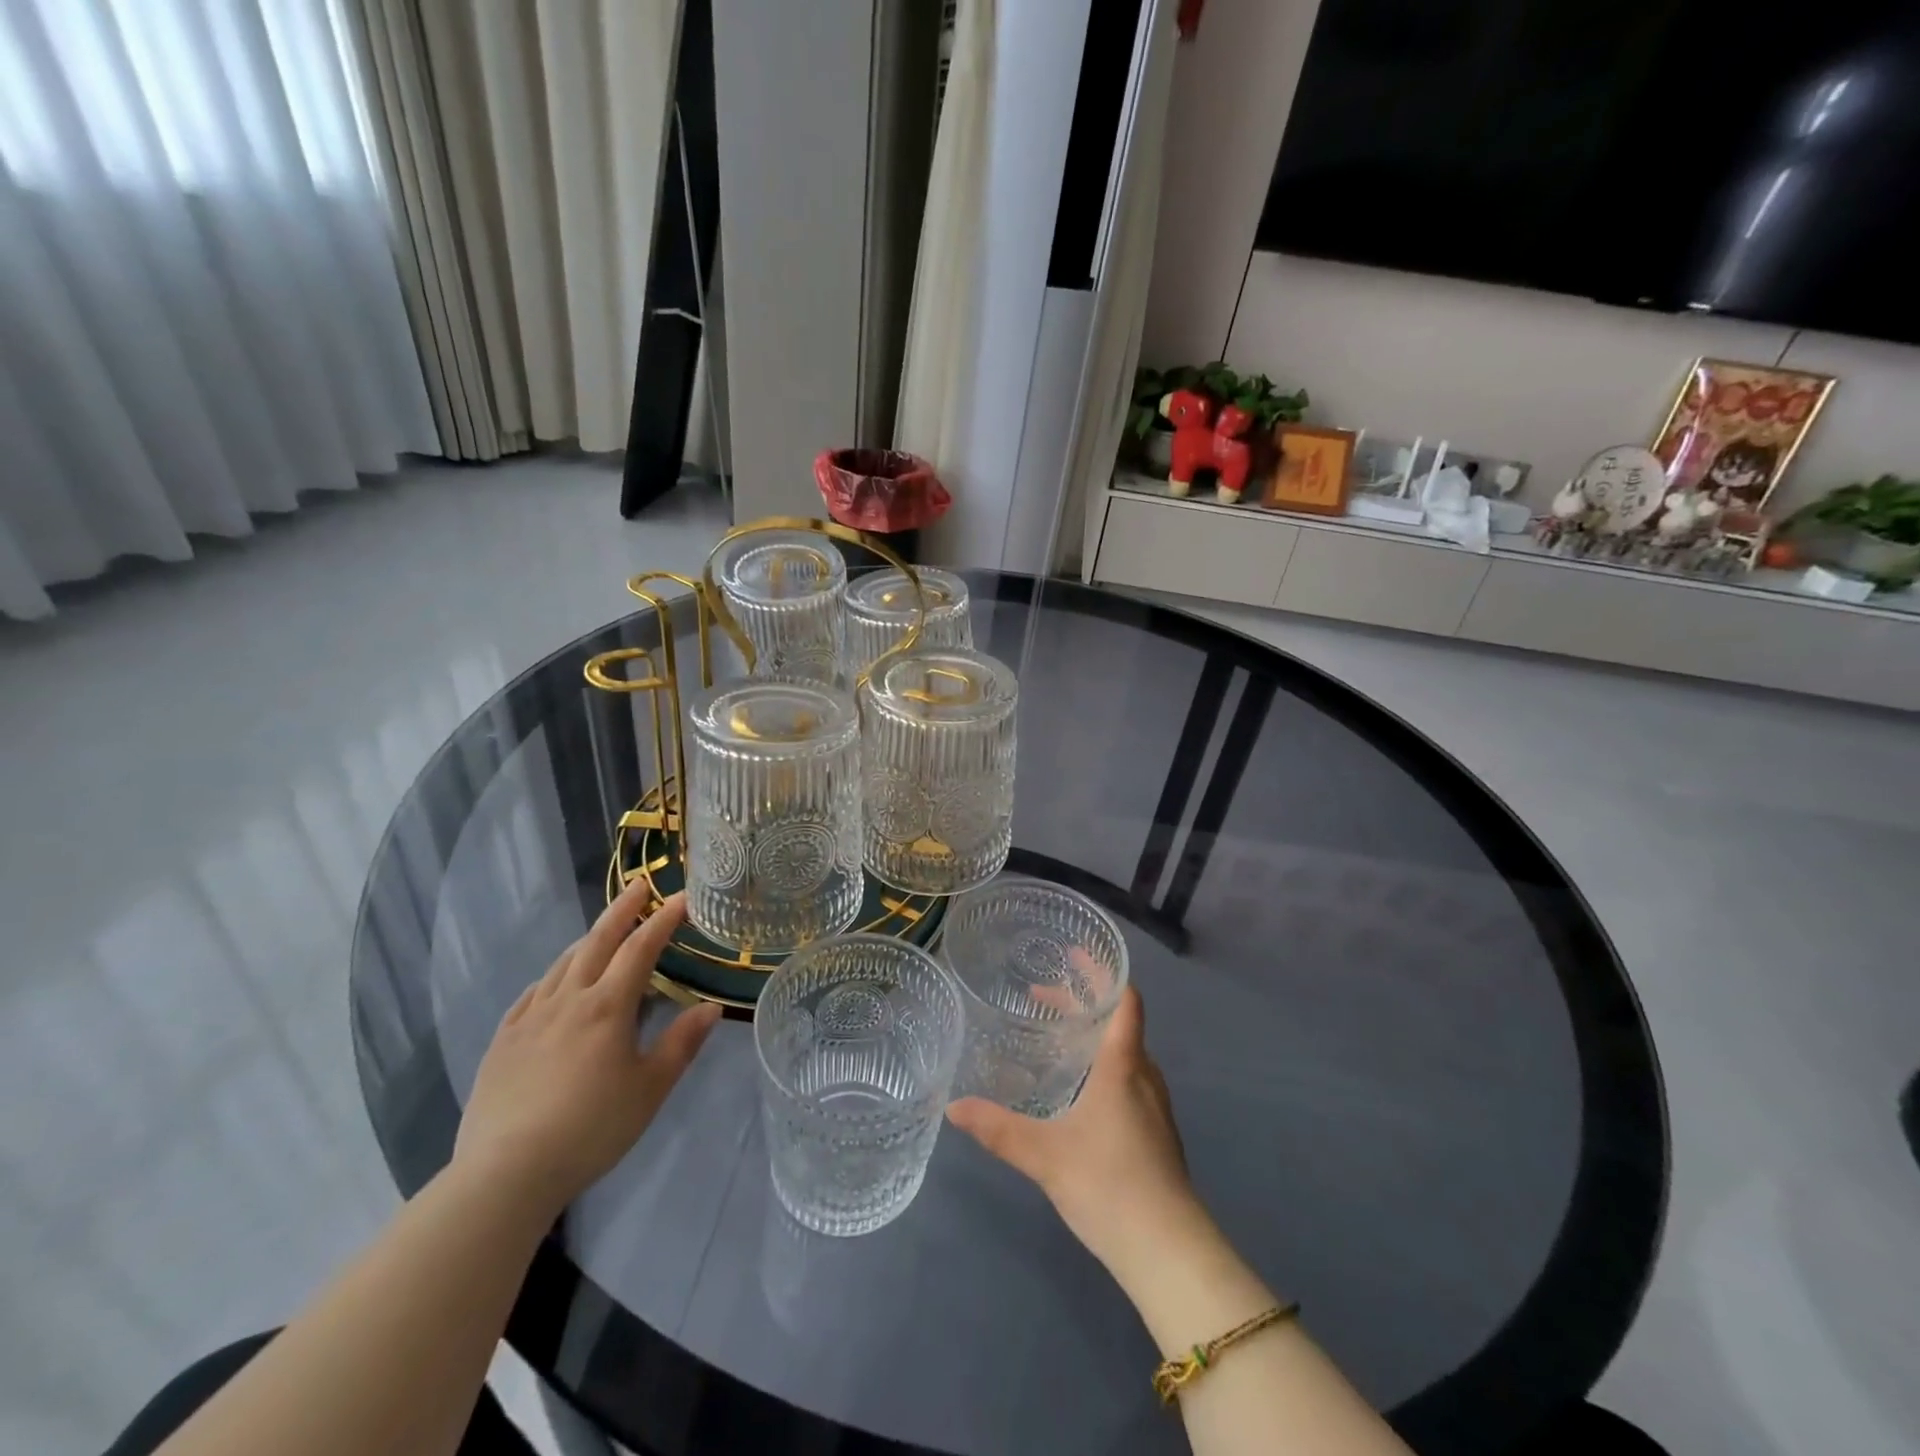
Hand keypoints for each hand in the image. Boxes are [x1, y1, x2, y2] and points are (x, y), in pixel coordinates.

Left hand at [454, 887, 720, 1212]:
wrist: (506, 1172)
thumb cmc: (591, 1128)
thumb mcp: (650, 1089)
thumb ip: (681, 1044)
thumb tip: (711, 1007)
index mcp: (608, 1006)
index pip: (640, 949)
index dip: (662, 920)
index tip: (681, 899)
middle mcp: (569, 999)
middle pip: (597, 942)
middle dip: (621, 910)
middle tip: (638, 885)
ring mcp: (530, 1018)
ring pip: (563, 964)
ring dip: (588, 939)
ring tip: (603, 930)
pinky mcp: (503, 1040)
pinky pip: (532, 993)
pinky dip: (552, 976)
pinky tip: (555, 983)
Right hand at [947, 986, 1204, 1280]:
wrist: (1168, 1252)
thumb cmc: (1109, 1185)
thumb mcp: (1044, 1155)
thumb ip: (998, 1129)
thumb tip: (953, 1107)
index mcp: (1122, 1065)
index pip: (1124, 1001)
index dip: (1103, 973)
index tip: (1076, 953)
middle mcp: (1143, 1076)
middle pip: (1118, 1023)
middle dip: (1082, 1004)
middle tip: (1040, 996)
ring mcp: (1155, 1106)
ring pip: (1124, 1053)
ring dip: (1091, 1036)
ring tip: (1054, 1038)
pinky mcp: (1156, 1134)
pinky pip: (1128, 1079)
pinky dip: (1101, 1065)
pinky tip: (1077, 1090)